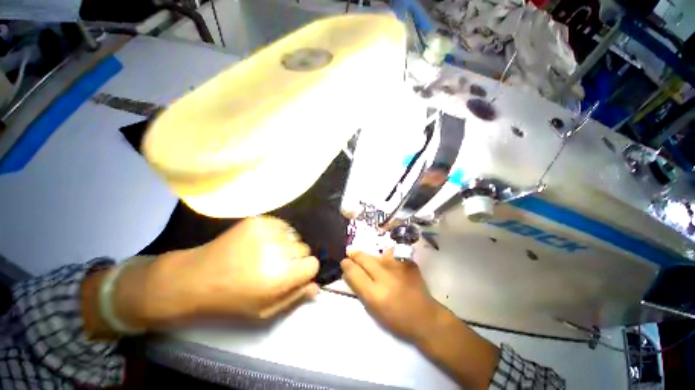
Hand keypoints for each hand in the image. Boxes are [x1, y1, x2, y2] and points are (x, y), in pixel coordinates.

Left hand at [137, 216, 319, 324]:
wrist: (196, 277)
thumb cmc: (231, 300)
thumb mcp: (264, 310)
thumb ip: (294, 298)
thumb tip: (316, 286)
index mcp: (280, 278)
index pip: (313, 264)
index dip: (305, 270)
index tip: (294, 274)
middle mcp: (278, 252)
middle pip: (305, 248)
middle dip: (295, 257)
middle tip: (276, 265)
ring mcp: (267, 232)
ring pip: (294, 236)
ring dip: (286, 244)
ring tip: (266, 253)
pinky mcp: (258, 220)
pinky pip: (282, 225)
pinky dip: (277, 233)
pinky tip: (261, 242)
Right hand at [341, 250, 500, 389]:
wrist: (425, 317)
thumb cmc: (396, 319)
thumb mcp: (373, 309)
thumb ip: (359, 288)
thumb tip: (348, 271)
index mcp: (375, 294)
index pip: (354, 272)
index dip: (346, 265)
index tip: (344, 262)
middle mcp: (386, 276)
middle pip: (364, 258)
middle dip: (354, 254)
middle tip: (350, 253)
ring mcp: (398, 266)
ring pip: (376, 254)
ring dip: (369, 256)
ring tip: (367, 259)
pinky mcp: (407, 261)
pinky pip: (390, 255)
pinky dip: (384, 258)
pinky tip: (385, 263)